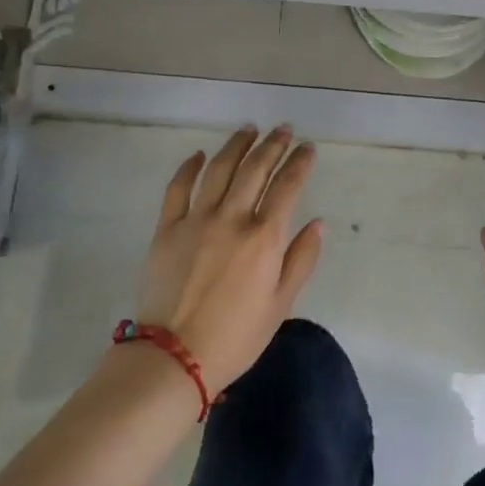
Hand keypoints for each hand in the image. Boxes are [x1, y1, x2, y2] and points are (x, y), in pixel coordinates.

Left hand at [137, 125, 323, 395]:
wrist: (175, 356)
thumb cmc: (237, 336)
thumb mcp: (281, 303)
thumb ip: (301, 259)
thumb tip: (318, 223)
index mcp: (264, 237)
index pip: (287, 186)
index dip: (300, 163)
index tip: (308, 148)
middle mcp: (232, 218)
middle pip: (255, 169)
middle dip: (273, 144)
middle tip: (284, 129)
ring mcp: (196, 220)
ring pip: (219, 169)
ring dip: (236, 146)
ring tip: (249, 129)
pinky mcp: (167, 228)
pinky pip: (177, 188)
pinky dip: (189, 167)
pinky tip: (199, 154)